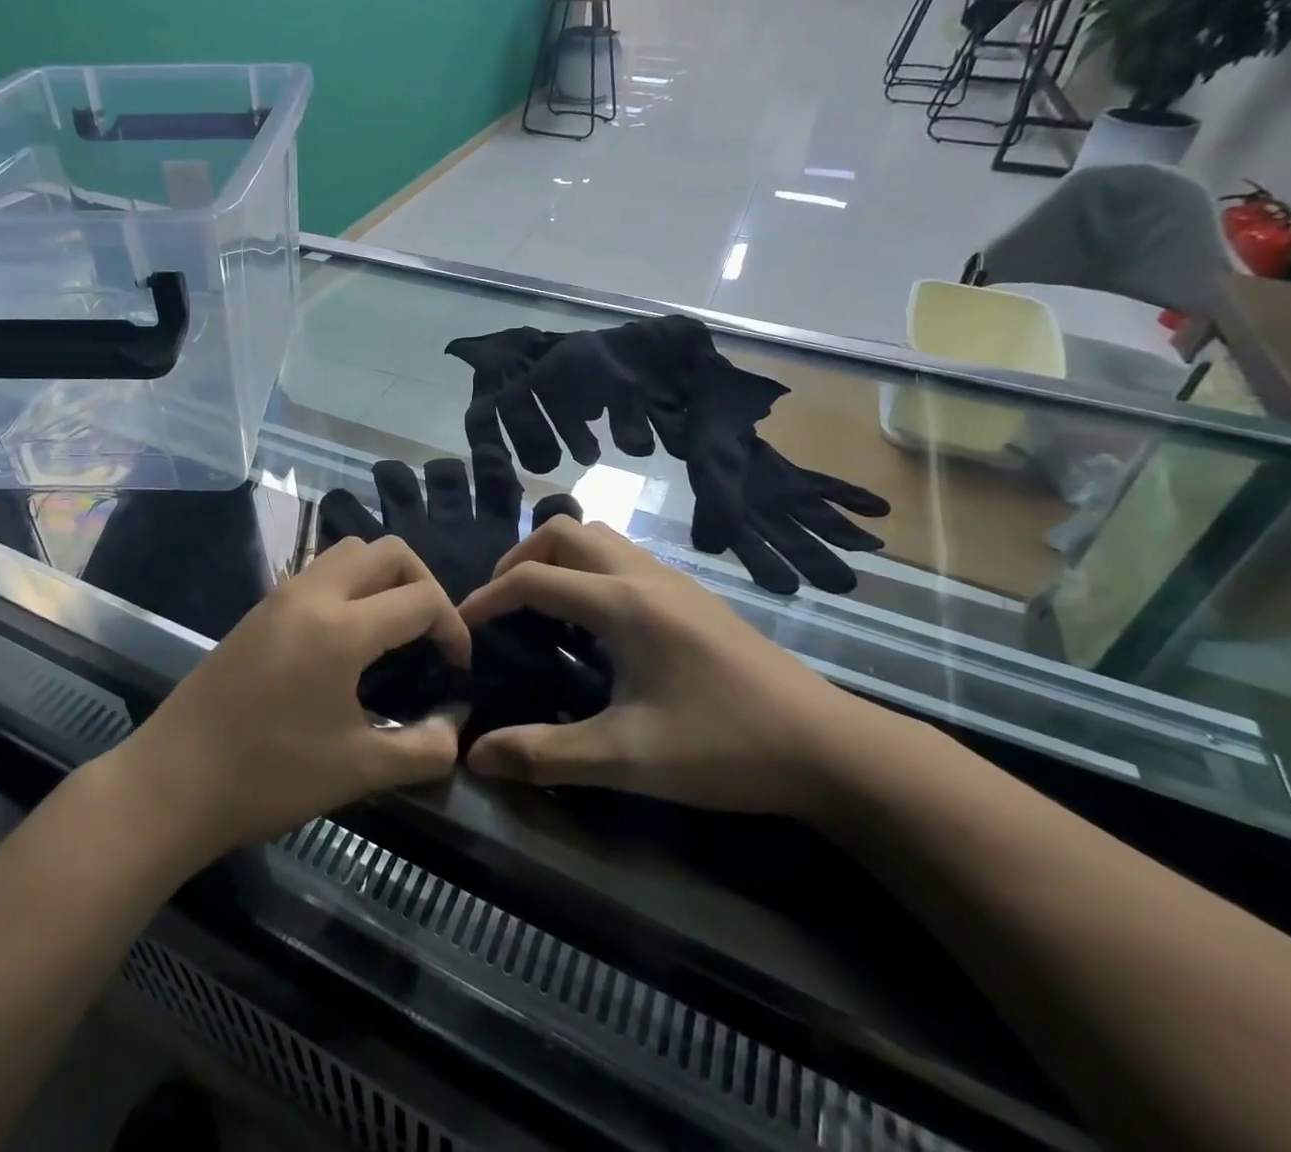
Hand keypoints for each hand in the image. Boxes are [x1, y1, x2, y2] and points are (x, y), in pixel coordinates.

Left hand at [113, 536, 469, 864]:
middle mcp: (313, 594)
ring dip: (384, 575)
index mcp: (341, 627)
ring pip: (350, 551)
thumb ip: (423, 748)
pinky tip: (349, 636)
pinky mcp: (260, 609)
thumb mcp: (359, 771)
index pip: (421, 598)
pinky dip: (352, 583)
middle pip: (388, 551)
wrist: (172, 782)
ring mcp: (281, 596)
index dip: (454, 628)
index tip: (458, 668)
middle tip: (432, 633)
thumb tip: (455, 725)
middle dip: (424, 582)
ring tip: (394, 627)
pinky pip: (320, 571)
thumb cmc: (268, 776)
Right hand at [458, 517, 865, 815]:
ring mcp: (673, 580)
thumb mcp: (628, 758)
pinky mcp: (692, 595)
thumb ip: (545, 755)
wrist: (828, 747)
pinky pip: (623, 556)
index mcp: (623, 604)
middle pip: (563, 532)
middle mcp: (644, 575)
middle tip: (502, 606)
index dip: (487, 598)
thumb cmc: (725, 748)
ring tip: (541, 606)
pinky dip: (588, 568)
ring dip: (557, 557)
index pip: (533, 579)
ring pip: (597, 536)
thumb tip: (474, 757)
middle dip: (520, 559)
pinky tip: (594, 622)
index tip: (462, 627)